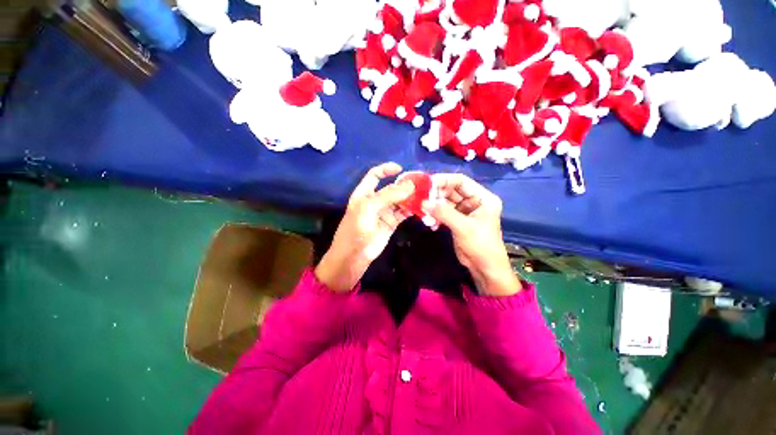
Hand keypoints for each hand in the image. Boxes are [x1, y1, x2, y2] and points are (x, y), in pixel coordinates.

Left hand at [315, 163, 413, 291]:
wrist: (354, 256)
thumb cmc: (356, 230)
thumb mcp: (368, 208)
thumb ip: (389, 195)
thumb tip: (410, 184)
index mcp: (364, 193)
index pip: (375, 175)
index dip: (386, 169)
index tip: (401, 169)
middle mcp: (375, 200)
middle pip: (391, 187)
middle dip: (404, 184)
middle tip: (421, 184)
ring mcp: (384, 212)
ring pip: (400, 200)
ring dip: (411, 197)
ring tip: (425, 195)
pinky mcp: (392, 223)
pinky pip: (403, 212)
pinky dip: (412, 209)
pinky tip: (421, 207)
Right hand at [425, 174, 520, 296]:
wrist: (484, 268)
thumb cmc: (481, 245)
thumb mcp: (463, 227)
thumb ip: (443, 213)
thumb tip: (423, 202)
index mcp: (482, 197)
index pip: (461, 181)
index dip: (444, 180)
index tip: (426, 183)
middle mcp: (473, 201)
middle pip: (451, 191)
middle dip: (436, 195)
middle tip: (421, 198)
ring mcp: (464, 211)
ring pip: (445, 202)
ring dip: (434, 207)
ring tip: (424, 213)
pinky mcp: (456, 220)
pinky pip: (442, 213)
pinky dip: (435, 216)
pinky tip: (430, 223)